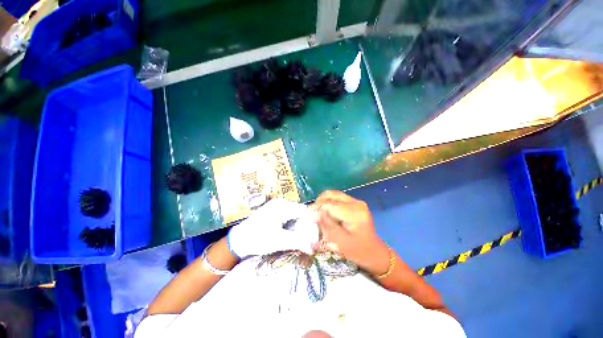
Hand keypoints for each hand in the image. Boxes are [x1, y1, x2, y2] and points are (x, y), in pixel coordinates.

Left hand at [227, 198, 318, 257]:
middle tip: (306, 238)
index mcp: (282, 206)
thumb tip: (314, 247)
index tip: (314, 235)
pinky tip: (289, 234)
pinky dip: (291, 225)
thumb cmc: (258, 238)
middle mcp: (281, 203)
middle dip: (304, 225)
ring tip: (297, 238)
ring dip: (298, 226)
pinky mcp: (274, 212)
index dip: (311, 222)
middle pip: (299, 212)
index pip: (304, 211)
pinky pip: (288, 216)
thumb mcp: (279, 241)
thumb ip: (298, 242)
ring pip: (294, 215)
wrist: (238, 240)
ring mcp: (277, 206)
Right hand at [311, 191, 389, 275]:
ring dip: (323, 201)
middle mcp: (356, 203)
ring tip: (318, 213)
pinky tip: (326, 212)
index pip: (330, 204)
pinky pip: (337, 198)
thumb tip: (312, 212)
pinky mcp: (354, 203)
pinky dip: (328, 202)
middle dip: (318, 203)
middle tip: (311, 214)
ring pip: (333, 194)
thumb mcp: (340, 241)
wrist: (374, 252)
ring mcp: (356, 201)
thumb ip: (326, 224)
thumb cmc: (358, 251)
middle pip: (331, 195)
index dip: (316, 208)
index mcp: (354, 213)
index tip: (307, 215)